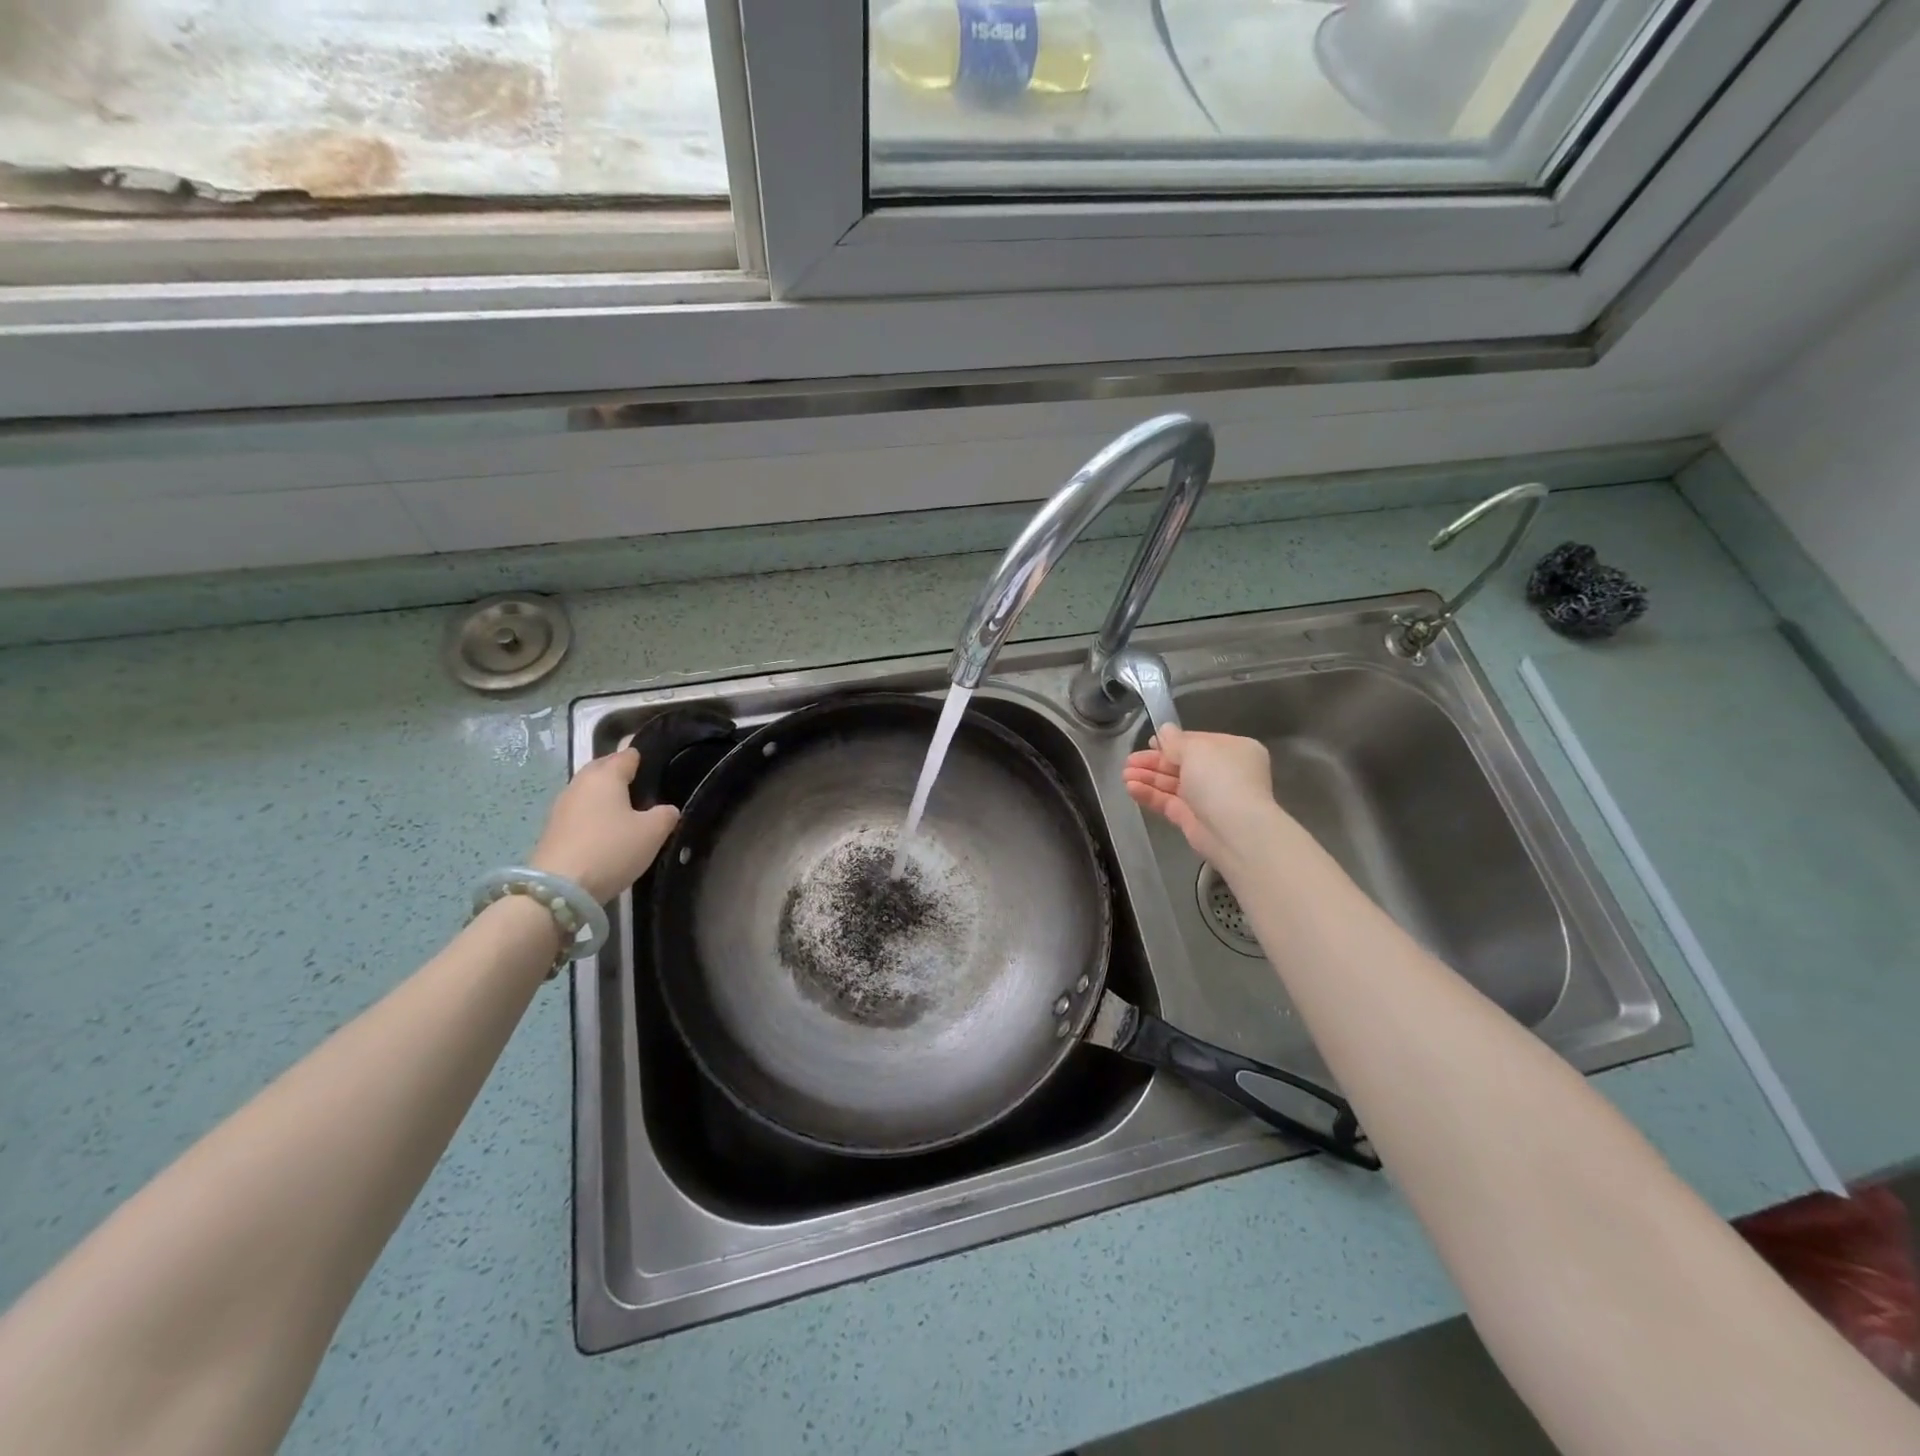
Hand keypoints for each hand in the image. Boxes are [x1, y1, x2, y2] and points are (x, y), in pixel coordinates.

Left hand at [530, 740, 679, 902]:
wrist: (559, 890)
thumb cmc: (611, 849)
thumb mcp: (653, 832)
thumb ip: (666, 814)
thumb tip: (666, 810)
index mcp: (605, 775)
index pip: (627, 755)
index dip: (645, 759)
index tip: (660, 769)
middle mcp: (580, 783)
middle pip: (604, 769)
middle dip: (622, 775)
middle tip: (645, 791)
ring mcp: (562, 806)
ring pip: (590, 792)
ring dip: (606, 797)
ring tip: (628, 812)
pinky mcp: (553, 829)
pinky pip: (580, 812)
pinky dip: (594, 816)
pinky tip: (606, 832)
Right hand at [1124, 726, 1279, 871]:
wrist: (1235, 829)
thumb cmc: (1220, 778)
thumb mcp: (1195, 750)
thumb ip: (1175, 741)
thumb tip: (1164, 730)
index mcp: (1233, 750)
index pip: (1197, 742)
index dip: (1172, 742)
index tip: (1148, 742)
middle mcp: (1223, 773)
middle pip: (1182, 763)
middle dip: (1154, 761)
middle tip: (1128, 761)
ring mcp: (1208, 798)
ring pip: (1173, 784)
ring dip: (1148, 778)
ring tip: (1124, 775)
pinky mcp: (1194, 820)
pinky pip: (1169, 803)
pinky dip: (1151, 795)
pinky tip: (1130, 789)